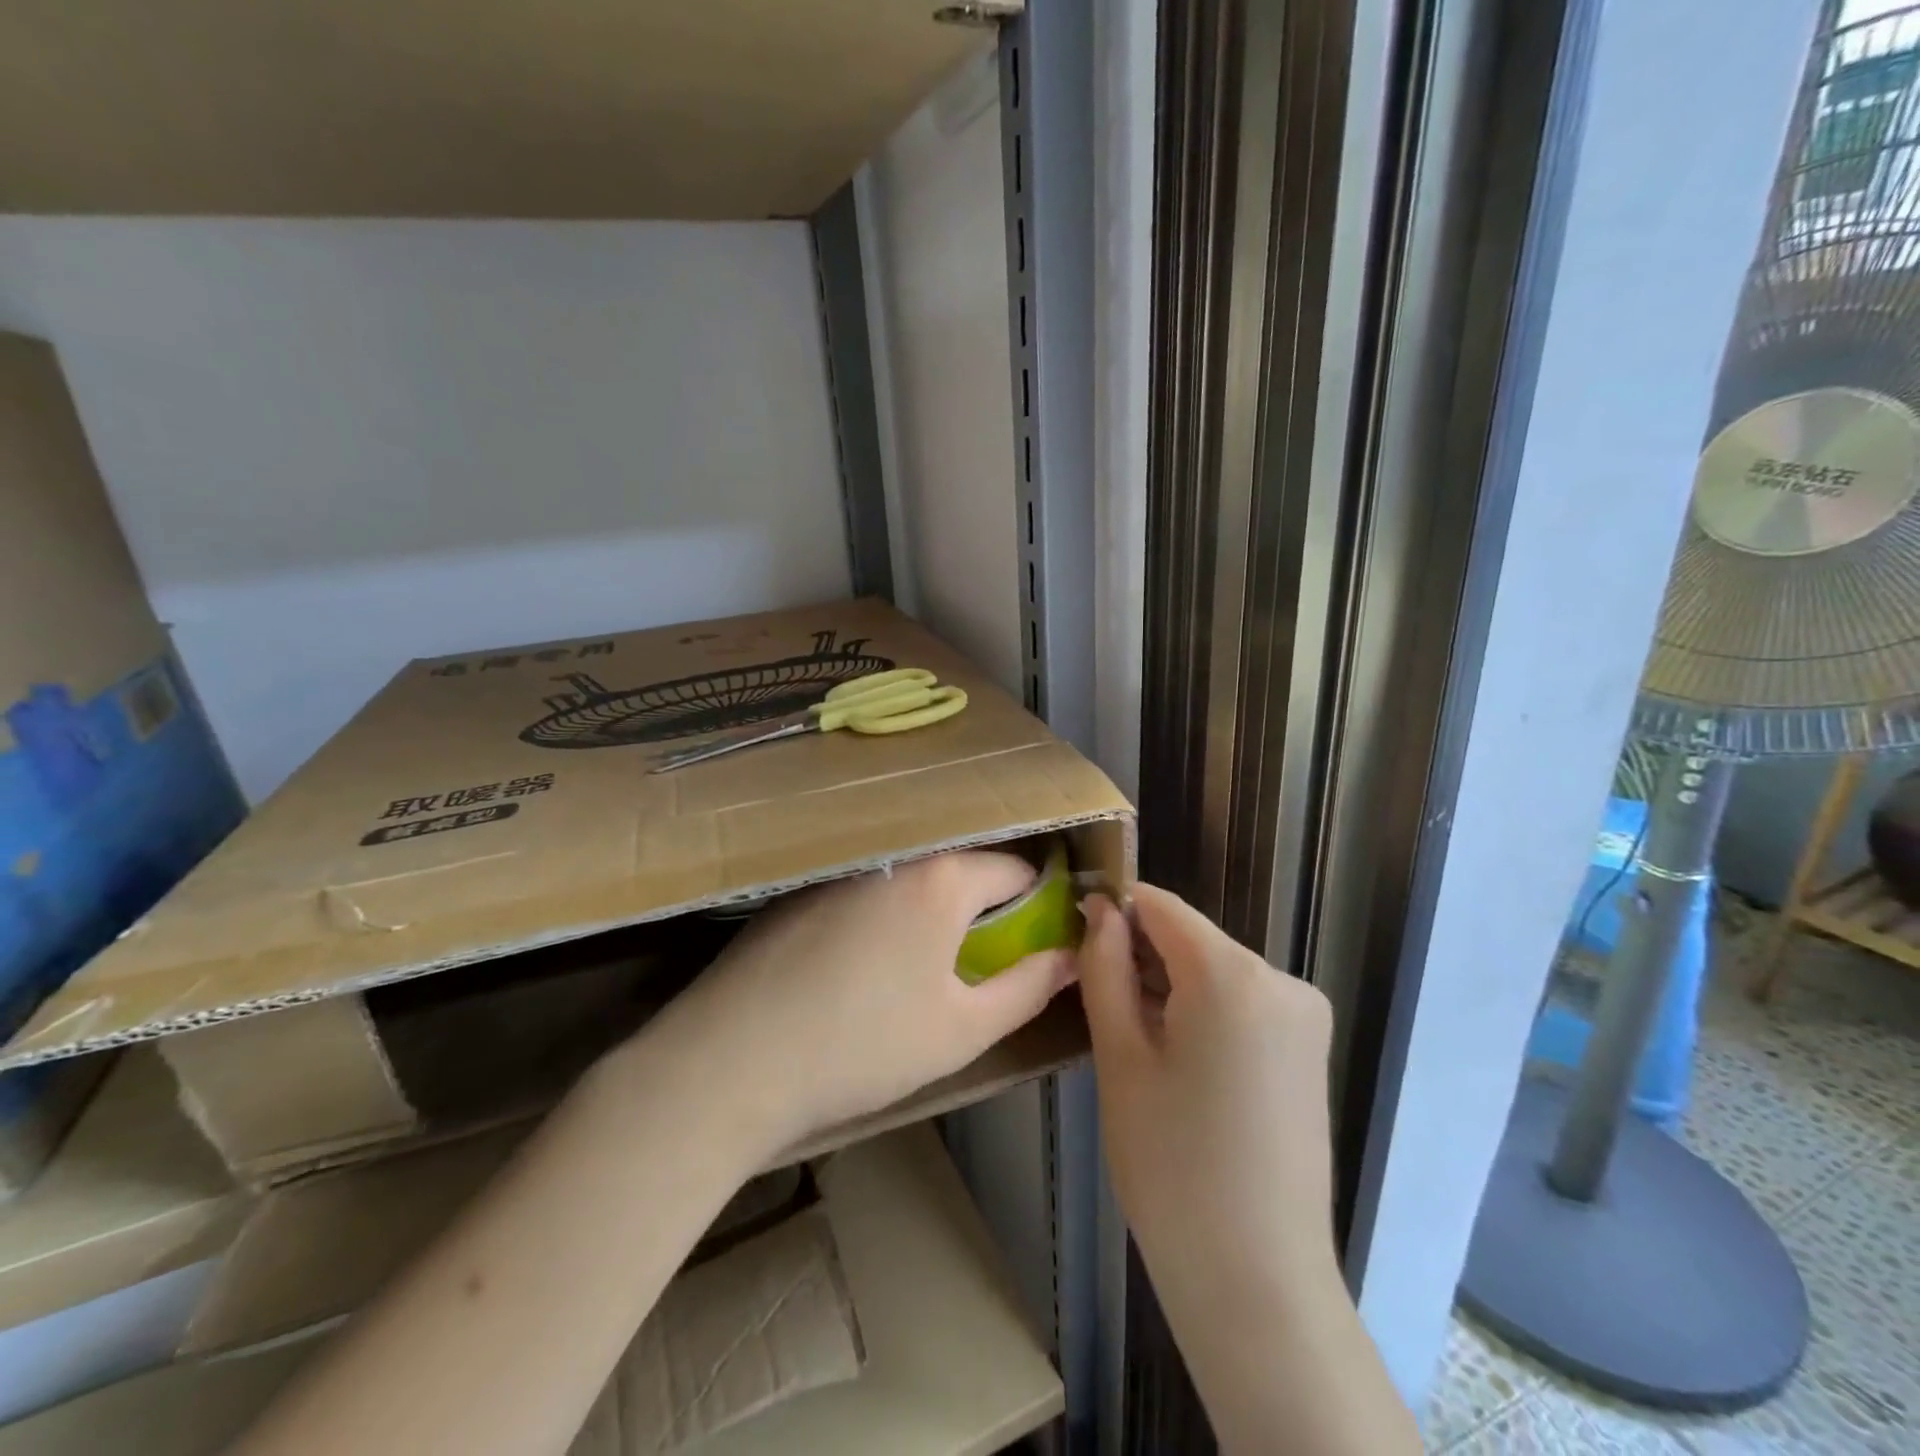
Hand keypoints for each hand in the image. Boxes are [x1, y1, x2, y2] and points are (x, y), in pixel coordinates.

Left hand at [661, 851, 1078, 1152]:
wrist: (732, 1059)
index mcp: (941, 879)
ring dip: (928, 910)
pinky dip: (881, 915)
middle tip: (977, 961)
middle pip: (960, 868)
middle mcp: (894, 856)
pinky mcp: (800, 889)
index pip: (1015, 869)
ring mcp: (841, 868)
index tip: (1035, 940)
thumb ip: (1028, 987)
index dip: (1037, 904)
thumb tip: (1071, 958)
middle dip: (982, 906)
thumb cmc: (863, 1045)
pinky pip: (864, 889)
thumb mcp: (961, 1029)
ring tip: (917, 966)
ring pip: (909, 879)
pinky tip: (857, 965)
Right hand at [1079, 886, 1339, 1329]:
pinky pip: (1243, 1002)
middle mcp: (1281, 979)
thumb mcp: (1120, 1057)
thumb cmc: (1171, 1165)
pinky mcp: (1310, 1048)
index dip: (1115, 910)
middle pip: (1191, 939)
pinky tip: (1179, 1062)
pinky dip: (1203, 1011)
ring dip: (1169, 986)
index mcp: (1233, 974)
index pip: (1161, 906)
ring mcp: (1304, 1015)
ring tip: (1135, 1043)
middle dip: (1141, 956)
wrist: (1257, 1280)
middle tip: (1099, 1006)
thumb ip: (1105, 967)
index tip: (1077, 936)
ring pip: (1215, 970)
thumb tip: (1100, 908)